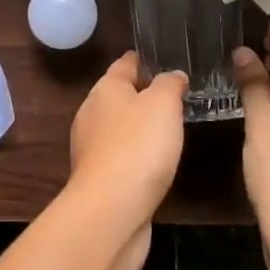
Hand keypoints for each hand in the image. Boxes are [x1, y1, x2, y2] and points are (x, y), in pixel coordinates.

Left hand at [66, 52, 186, 240]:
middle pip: (120, 95)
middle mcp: (92, 113)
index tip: (167, 58)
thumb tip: (172, 76)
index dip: (145, 60)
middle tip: (177, 96)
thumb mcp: (163, 104)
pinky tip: (155, 163)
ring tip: (171, 128)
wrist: (111, 211)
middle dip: (144, 94)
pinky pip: (122, 155)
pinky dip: (137, 154)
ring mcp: (92, 147)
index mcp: (105, 89)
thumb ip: (169, 84)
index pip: (125, 63)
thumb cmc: (138, 147)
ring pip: (120, 127)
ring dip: (141, 127)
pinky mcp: (99, 178)